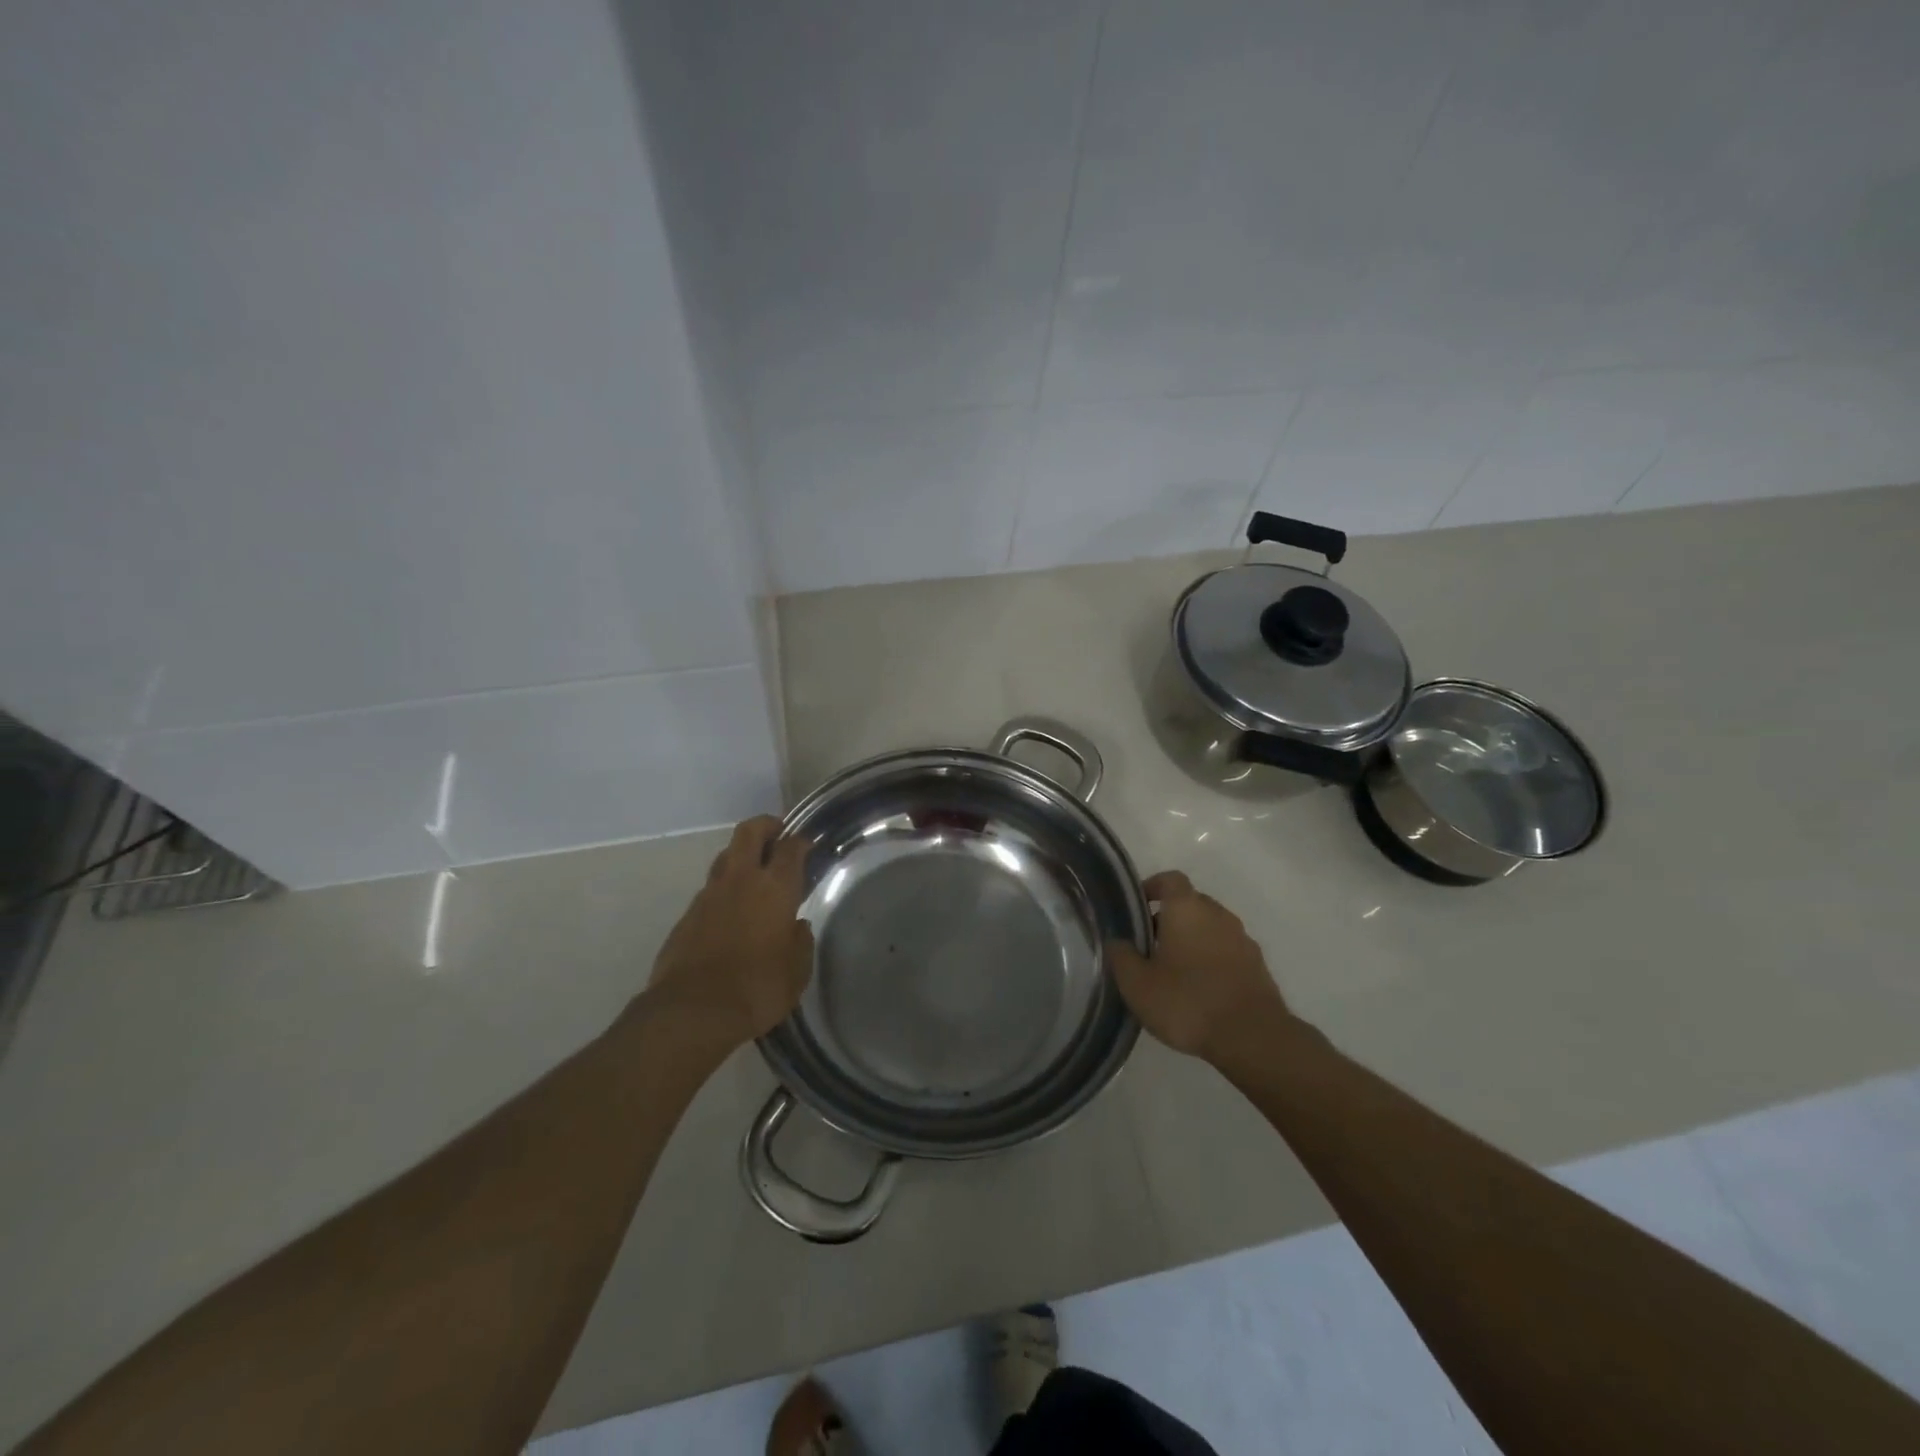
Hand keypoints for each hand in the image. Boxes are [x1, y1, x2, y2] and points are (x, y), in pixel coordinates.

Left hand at [646, 816, 813, 1049]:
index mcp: (775, 888)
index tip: (807, 844)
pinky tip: (731, 911)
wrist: (692, 1012)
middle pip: (749, 832)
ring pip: (725, 857)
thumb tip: (797, 927)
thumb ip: (801, 942)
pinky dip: (724, 890)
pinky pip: (710, 890)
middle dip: (765, 826)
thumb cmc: (757, 988)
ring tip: (754, 872)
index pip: (790, 848)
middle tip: (778, 834)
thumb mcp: (797, 971)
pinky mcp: (687, 915)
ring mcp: (709, 895)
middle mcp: (741, 881)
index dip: (800, 841)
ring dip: (741, 856)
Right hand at [1107, 871, 1289, 1064]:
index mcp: (1186, 908)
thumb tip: (1117, 941)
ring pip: (1211, 928)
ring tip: (1174, 972)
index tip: (1137, 907)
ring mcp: (1242, 939)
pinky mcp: (1258, 966)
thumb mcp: (1137, 985)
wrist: (1253, 1037)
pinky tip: (1201, 990)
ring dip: (1193, 940)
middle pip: (1191, 903)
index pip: (1170, 879)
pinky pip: (1228, 951)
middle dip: (1170, 918)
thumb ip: (1121, 957)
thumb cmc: (1187, 1002)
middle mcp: (1218, 914)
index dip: (1152, 887)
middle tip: (1150, 946)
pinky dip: (1213, 960)